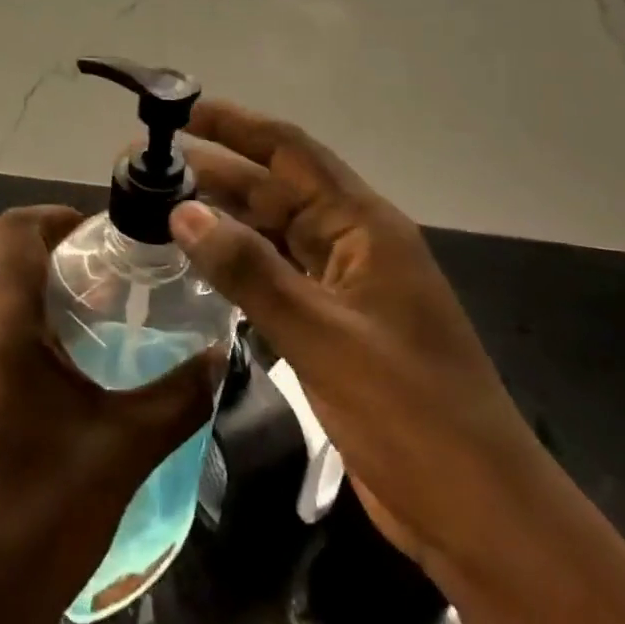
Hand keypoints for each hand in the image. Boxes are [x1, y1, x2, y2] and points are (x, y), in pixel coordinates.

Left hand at [0, 206, 219, 623]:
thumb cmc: (45, 513)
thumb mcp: (126, 447)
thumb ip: (180, 395)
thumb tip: (221, 356)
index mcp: (0, 325)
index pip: (14, 229)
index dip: (57, 215)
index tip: (103, 233)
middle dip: (36, 231)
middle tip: (91, 257)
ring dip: (20, 264)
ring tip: (80, 295)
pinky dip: (8, 298)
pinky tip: (57, 345)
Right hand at [168, 100, 547, 581]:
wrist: (476, 512)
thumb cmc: (410, 412)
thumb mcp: (323, 335)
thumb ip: (249, 271)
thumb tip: (183, 210)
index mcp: (364, 227)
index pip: (291, 152)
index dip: (236, 126)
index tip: (181, 111)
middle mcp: (352, 244)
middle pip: (275, 190)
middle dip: (216, 172)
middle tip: (148, 168)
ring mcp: (342, 287)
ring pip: (271, 234)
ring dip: (222, 219)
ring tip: (159, 207)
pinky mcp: (331, 326)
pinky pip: (274, 277)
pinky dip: (236, 266)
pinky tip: (197, 266)